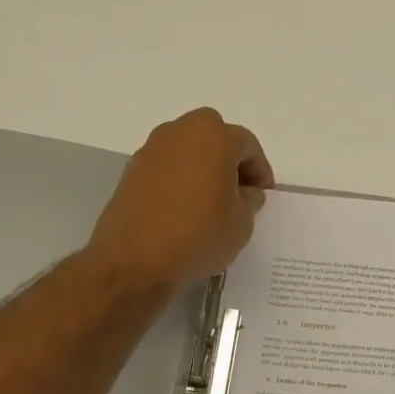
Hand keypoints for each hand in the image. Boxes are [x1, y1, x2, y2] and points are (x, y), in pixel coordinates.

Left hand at [87, 108, 274, 289]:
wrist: (135, 260)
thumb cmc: (199, 234)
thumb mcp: (242, 222)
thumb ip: (249, 200)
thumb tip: (244, 192)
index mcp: (213, 136)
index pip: (247, 144)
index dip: (260, 169)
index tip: (263, 193)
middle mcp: (179, 132)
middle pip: (214, 137)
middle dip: (229, 159)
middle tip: (238, 190)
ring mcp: (151, 150)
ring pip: (187, 150)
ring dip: (203, 167)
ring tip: (211, 200)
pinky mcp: (131, 171)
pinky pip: (166, 167)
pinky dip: (179, 179)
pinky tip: (185, 208)